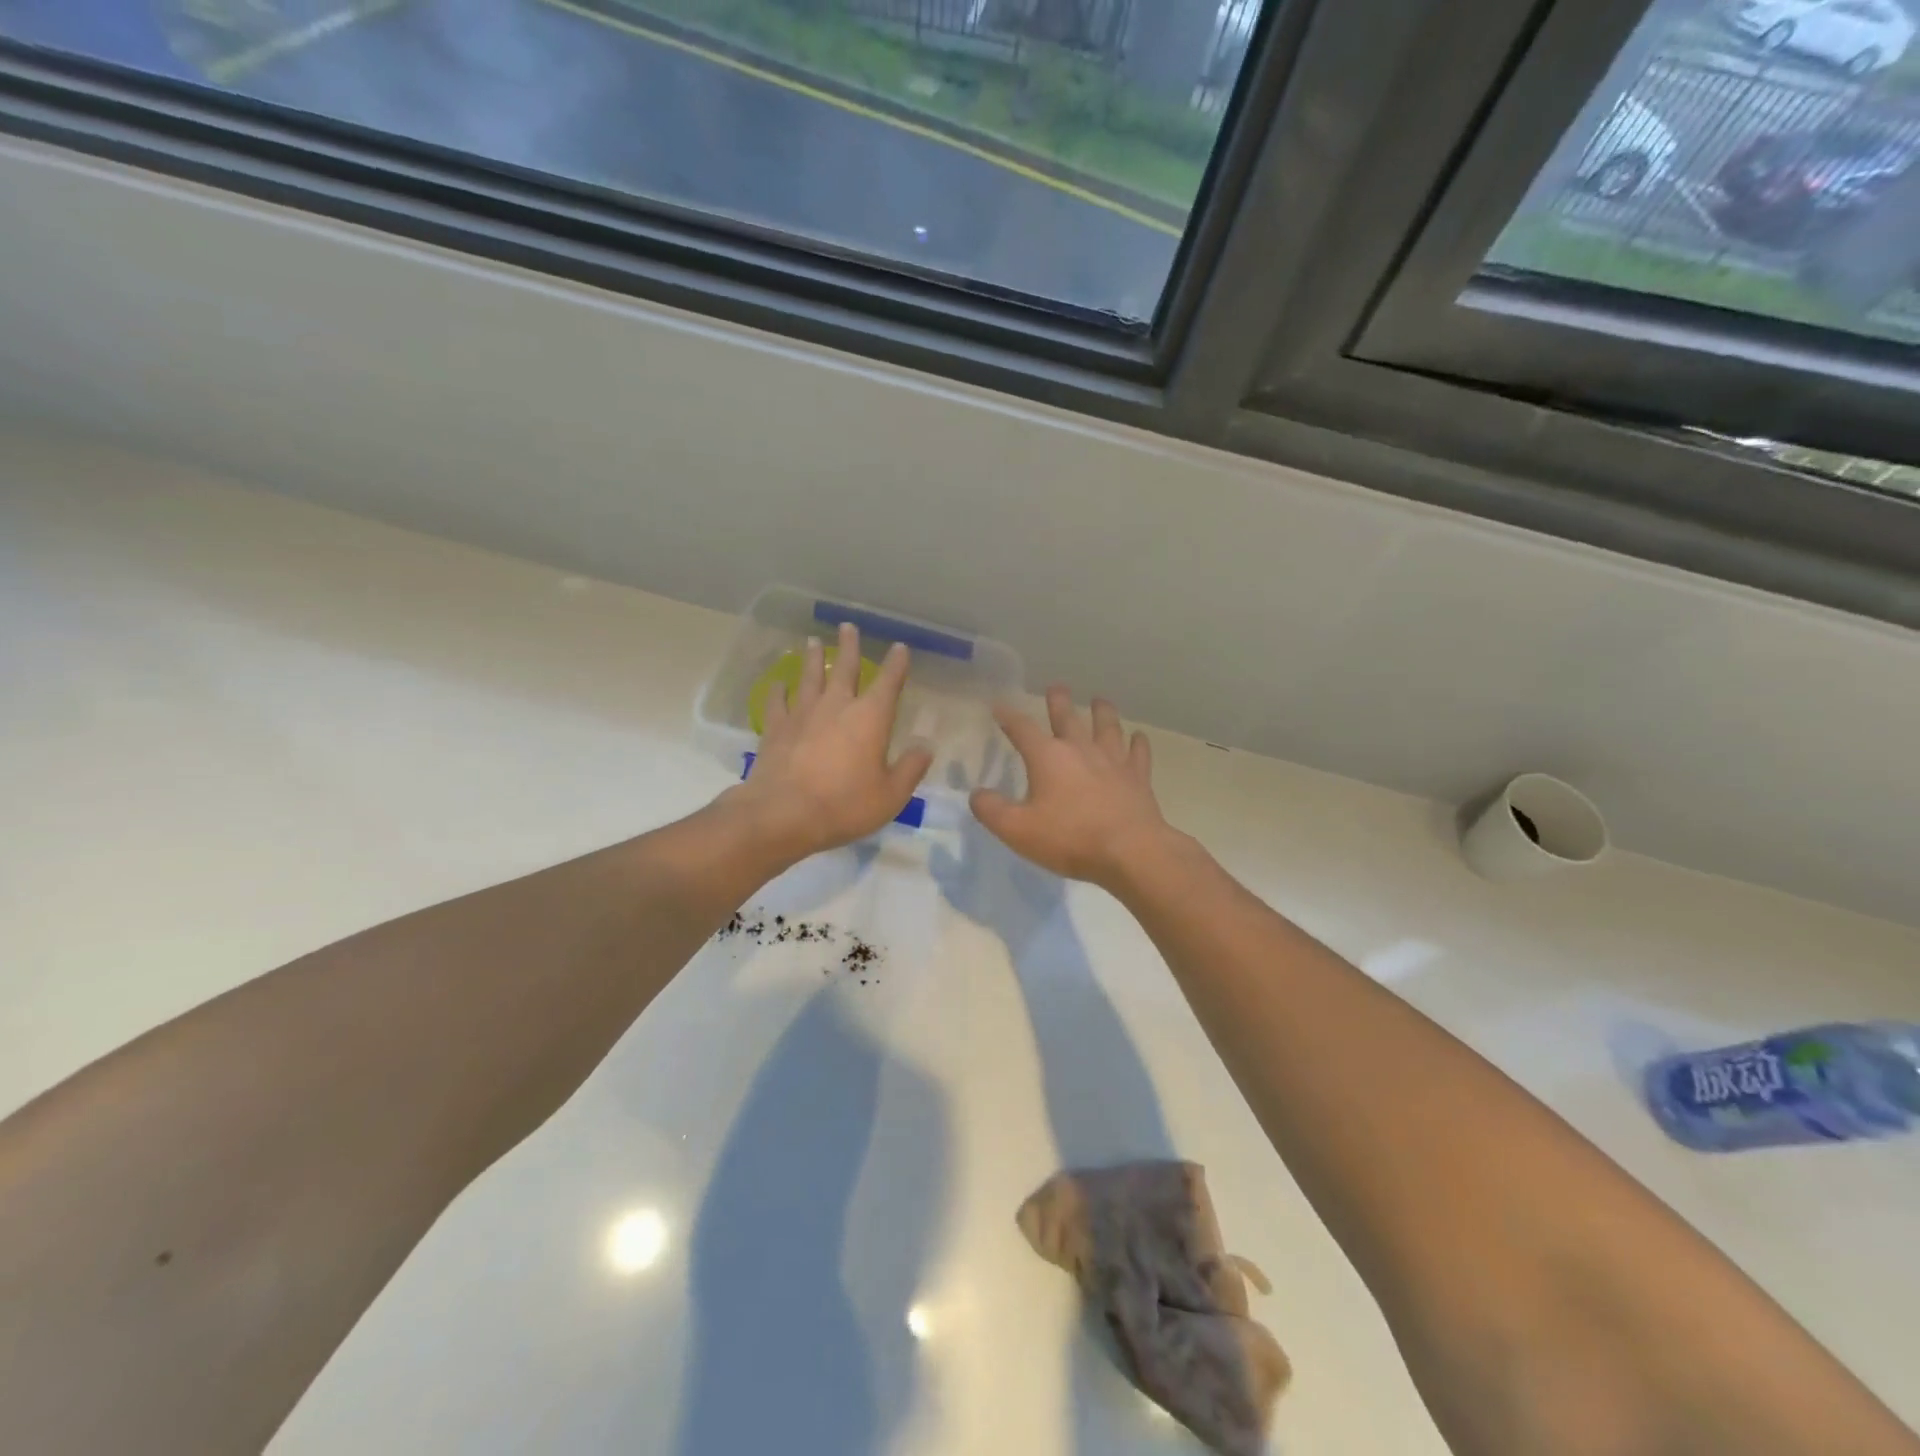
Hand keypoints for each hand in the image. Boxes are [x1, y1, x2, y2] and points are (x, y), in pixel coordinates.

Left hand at [728, 623, 932, 862]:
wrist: (784, 814)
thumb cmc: (845, 805)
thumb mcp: (891, 795)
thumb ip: (910, 768)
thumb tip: (926, 746)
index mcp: (870, 718)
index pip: (888, 683)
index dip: (896, 664)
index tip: (900, 647)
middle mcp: (836, 706)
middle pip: (843, 668)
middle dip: (849, 646)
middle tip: (848, 626)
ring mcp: (802, 714)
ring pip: (809, 677)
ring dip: (812, 658)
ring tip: (812, 641)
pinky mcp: (776, 728)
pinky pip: (777, 702)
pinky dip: (778, 691)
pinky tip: (777, 684)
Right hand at [972, 686, 1176, 891]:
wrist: (1130, 851)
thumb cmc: (1069, 839)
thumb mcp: (1017, 830)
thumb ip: (992, 810)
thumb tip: (977, 794)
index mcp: (1048, 757)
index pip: (1022, 728)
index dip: (1008, 716)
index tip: (999, 706)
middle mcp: (1080, 749)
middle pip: (1067, 717)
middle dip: (1058, 702)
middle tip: (1056, 688)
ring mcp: (1113, 760)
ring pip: (1107, 727)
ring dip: (1102, 712)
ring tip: (1099, 701)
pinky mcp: (1138, 777)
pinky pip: (1138, 753)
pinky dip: (1138, 743)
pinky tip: (1138, 737)